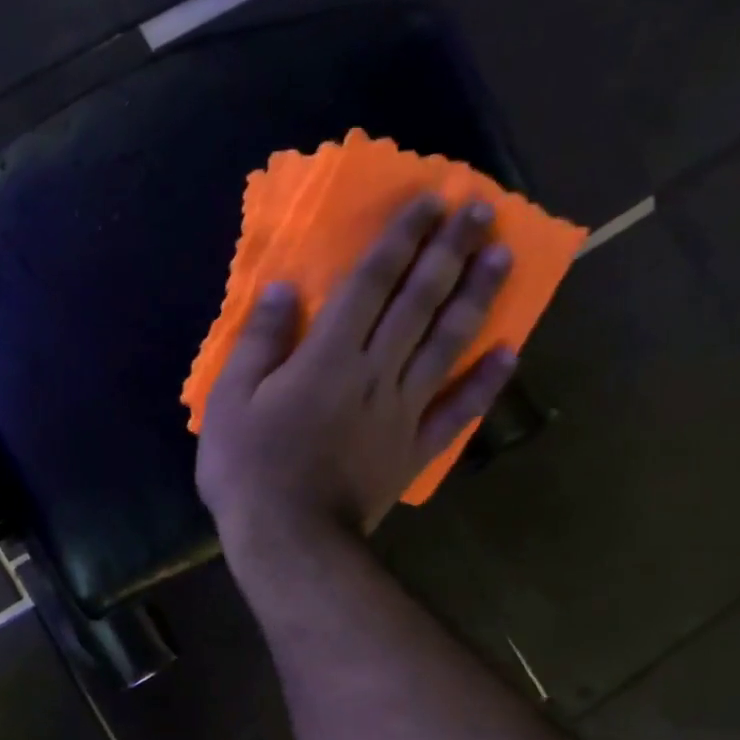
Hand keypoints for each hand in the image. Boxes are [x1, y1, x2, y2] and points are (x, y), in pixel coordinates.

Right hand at [196, 194, 515, 572]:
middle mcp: (377, 371)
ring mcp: (403, 412)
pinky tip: (509, 352)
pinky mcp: (413, 449)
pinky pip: (458, 411)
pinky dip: (485, 382)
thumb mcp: (230, 400)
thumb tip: (286, 288)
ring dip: (477, 297)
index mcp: (330, 356)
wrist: (289, 538)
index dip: (401, 239)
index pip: (372, 283)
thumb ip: (261, 342)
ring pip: (447, 344)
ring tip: (503, 256)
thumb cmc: (248, 468)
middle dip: (450, 251)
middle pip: (420, 302)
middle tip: (482, 209)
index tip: (430, 201)